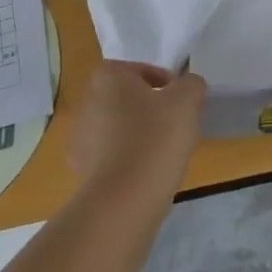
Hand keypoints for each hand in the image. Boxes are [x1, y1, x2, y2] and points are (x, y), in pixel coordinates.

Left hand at [71, 61, 205, 197]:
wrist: (124, 201)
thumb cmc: (155, 137)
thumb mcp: (187, 99)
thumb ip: (191, 83)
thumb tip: (187, 87)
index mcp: (108, 77)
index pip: (143, 70)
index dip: (167, 84)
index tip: (181, 103)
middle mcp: (87, 102)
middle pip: (129, 99)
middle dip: (151, 109)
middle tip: (176, 126)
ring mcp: (80, 139)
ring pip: (120, 128)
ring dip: (140, 136)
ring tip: (164, 154)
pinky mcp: (81, 171)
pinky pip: (112, 157)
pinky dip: (129, 161)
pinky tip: (147, 174)